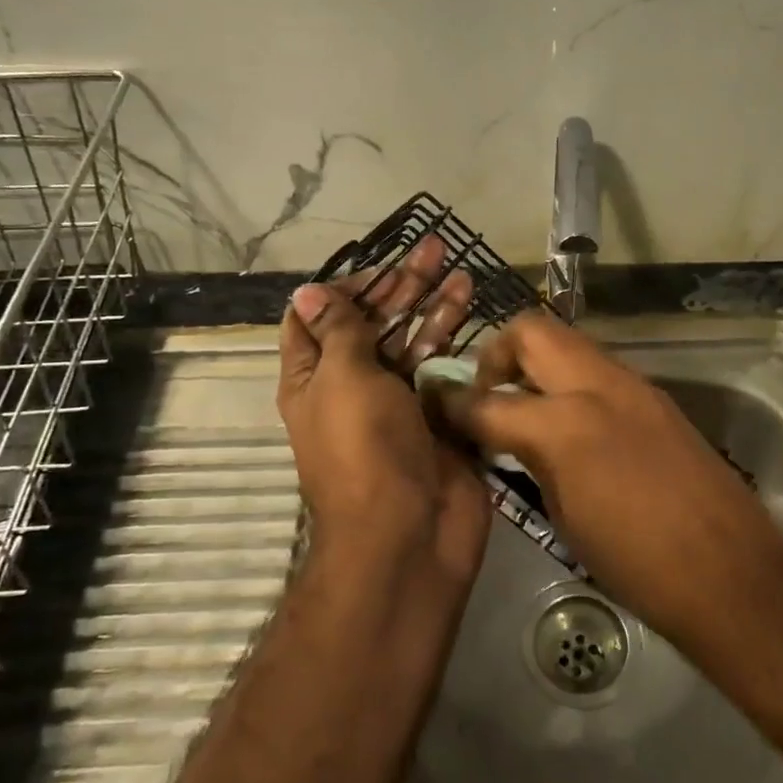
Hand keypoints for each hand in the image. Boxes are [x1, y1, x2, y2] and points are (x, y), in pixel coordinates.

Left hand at [277, 240, 492, 588]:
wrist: (411, 534)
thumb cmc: (365, 450)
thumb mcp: (342, 379)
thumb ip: (338, 332)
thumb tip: (308, 292)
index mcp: (314, 379)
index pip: (316, 319)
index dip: (342, 288)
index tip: (377, 267)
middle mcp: (353, 387)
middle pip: (373, 323)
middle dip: (399, 286)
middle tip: (432, 249)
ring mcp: (398, 403)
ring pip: (413, 341)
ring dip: (432, 304)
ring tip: (459, 267)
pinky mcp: (436, 417)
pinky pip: (444, 370)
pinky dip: (456, 339)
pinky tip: (473, 312)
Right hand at [437, 309, 782, 636]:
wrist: (729, 571)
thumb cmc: (636, 563)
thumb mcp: (563, 516)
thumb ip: (528, 459)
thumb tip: (502, 437)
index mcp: (564, 425)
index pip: (488, 400)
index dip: (454, 405)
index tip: (438, 409)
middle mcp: (597, 386)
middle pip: (531, 331)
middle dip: (497, 354)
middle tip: (488, 395)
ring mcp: (633, 384)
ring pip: (568, 342)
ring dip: (537, 363)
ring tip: (526, 408)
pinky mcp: (657, 396)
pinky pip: (599, 368)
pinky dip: (571, 381)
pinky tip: (571, 423)